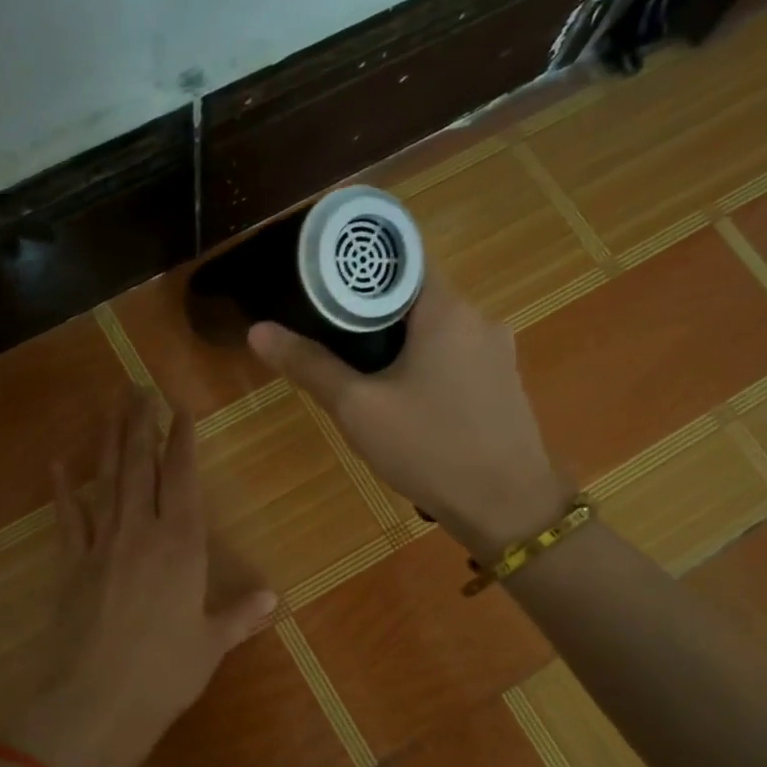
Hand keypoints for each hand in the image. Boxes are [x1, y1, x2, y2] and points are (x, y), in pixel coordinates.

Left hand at [6, 390, 277, 766]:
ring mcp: (101, 545)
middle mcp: (141, 533)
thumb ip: (240, 616)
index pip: (182, 479)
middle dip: (141, 425)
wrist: (95, 704)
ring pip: (107, 481)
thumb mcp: (210, 645)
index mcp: (182, 546)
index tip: (179, 408)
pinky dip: (64, 490)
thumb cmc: (164, 675)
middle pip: (141, 467)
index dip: (181, 441)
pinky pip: (68, 518)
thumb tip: (273, 598)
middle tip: (138, 388)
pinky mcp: (70, 565)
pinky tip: (59, 463)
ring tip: (109, 406)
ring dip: (109, 442)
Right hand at [249, 270, 571, 559]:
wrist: (508, 508)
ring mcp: (497, 352)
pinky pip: (453, 356)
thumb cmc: (430, 448)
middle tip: (326, 332)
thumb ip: (310, 365)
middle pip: (414, 295)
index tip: (321, 282)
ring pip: (434, 329)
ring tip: (357, 369)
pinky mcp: (502, 383)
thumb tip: (258, 331)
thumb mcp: (359, 408)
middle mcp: (478, 318)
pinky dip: (423, 363)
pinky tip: (401, 398)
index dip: (358, 266)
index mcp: (447, 309)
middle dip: (370, 311)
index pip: (400, 258)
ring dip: (396, 341)